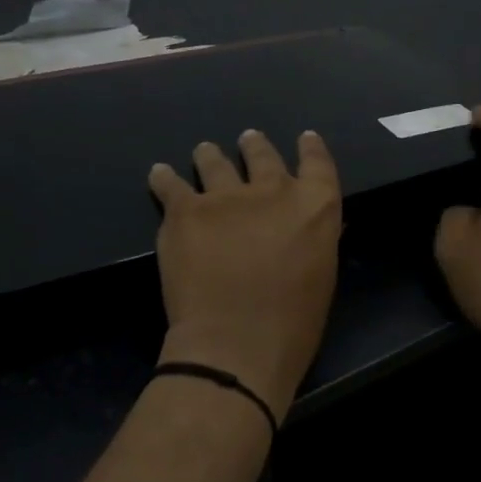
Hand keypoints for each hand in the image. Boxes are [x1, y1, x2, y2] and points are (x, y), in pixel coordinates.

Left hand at [149, 130, 342, 422]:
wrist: (236, 342)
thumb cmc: (292, 323)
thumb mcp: (321, 273)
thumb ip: (311, 238)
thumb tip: (301, 227)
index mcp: (315, 206)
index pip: (318, 163)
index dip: (311, 148)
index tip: (305, 138)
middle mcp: (273, 190)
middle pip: (263, 155)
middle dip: (255, 146)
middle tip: (248, 140)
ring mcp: (227, 195)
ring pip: (216, 162)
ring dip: (211, 155)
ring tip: (205, 150)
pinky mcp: (186, 210)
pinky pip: (171, 184)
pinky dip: (164, 177)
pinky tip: (159, 173)